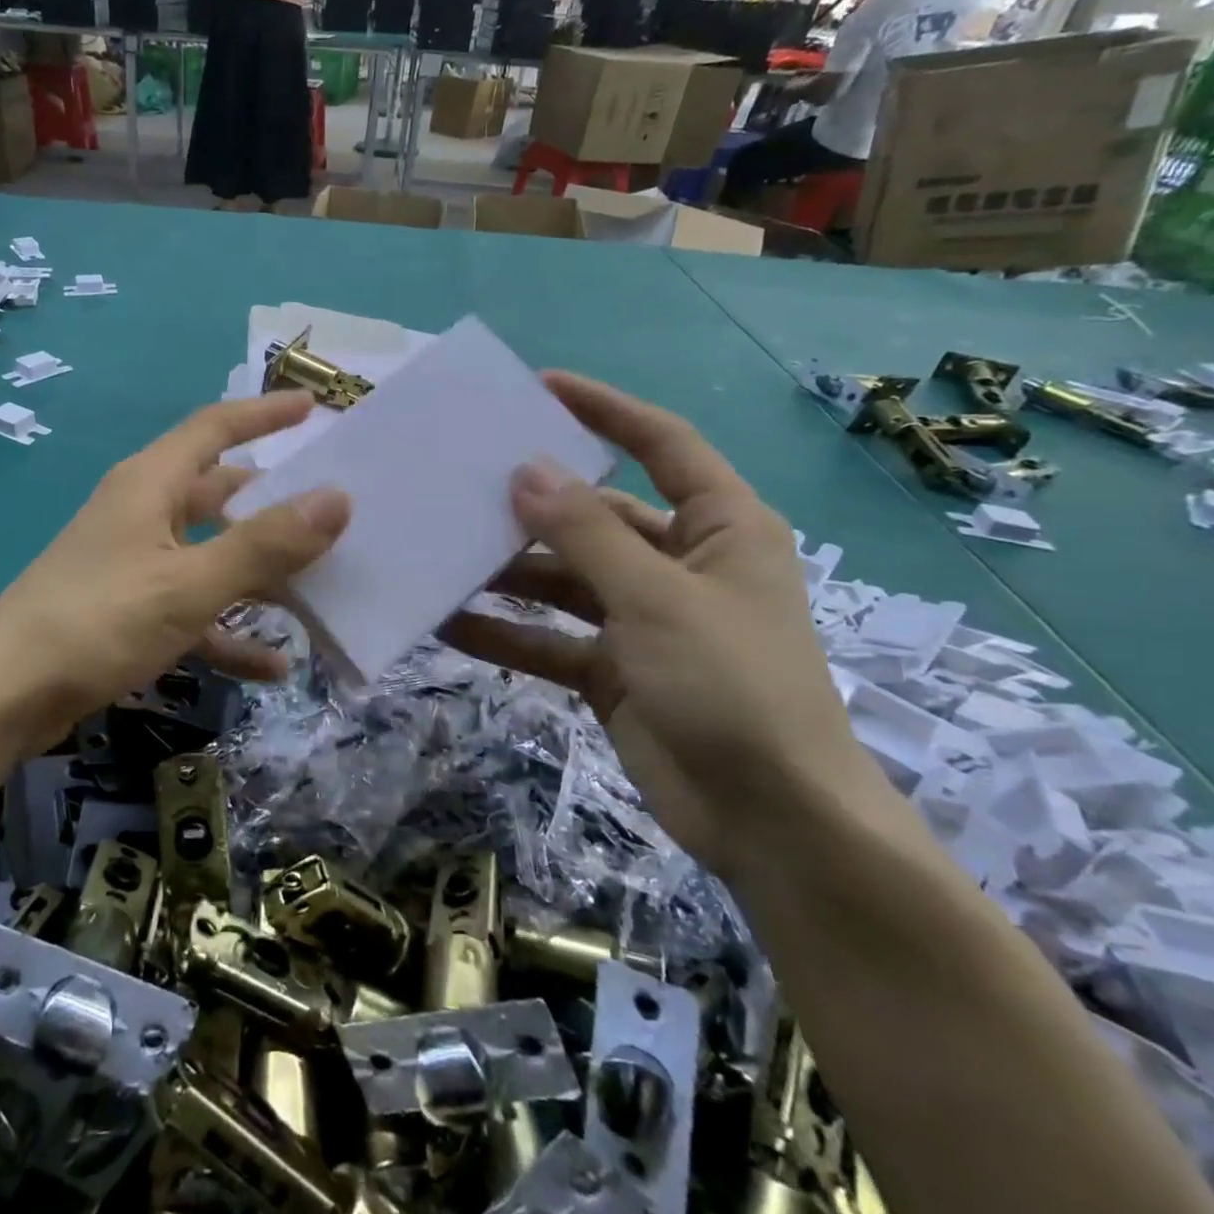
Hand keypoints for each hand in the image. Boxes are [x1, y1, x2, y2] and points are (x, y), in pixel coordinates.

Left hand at [0, 393, 349, 755]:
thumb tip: (337, 498)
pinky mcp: (130, 611)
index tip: (313, 407)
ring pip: (213, 556)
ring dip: (260, 576)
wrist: (3, 695)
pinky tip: (272, 667)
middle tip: (331, 512)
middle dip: (274, 504)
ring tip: (319, 591)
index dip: (264, 413)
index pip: (215, 427)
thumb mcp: (189, 583)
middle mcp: (144, 513)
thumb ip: (264, 544)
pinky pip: (194, 610)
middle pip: (221, 494)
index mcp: (151, 485)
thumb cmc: (97, 621)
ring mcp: (136, 563)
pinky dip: (230, 632)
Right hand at [442, 373, 875, 877]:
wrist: (771, 825)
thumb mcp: (657, 599)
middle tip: (463, 480)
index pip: (663, 445)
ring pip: (564, 579)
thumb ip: (587, 534)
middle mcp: (679, 564)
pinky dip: (506, 634)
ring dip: (509, 574)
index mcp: (719, 528)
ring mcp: (642, 618)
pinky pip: (549, 638)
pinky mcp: (612, 669)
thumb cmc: (733, 688)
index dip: (606, 410)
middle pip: (597, 515)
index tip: (540, 388)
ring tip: (442, 555)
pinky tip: (448, 624)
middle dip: (535, 504)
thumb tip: (526, 468)